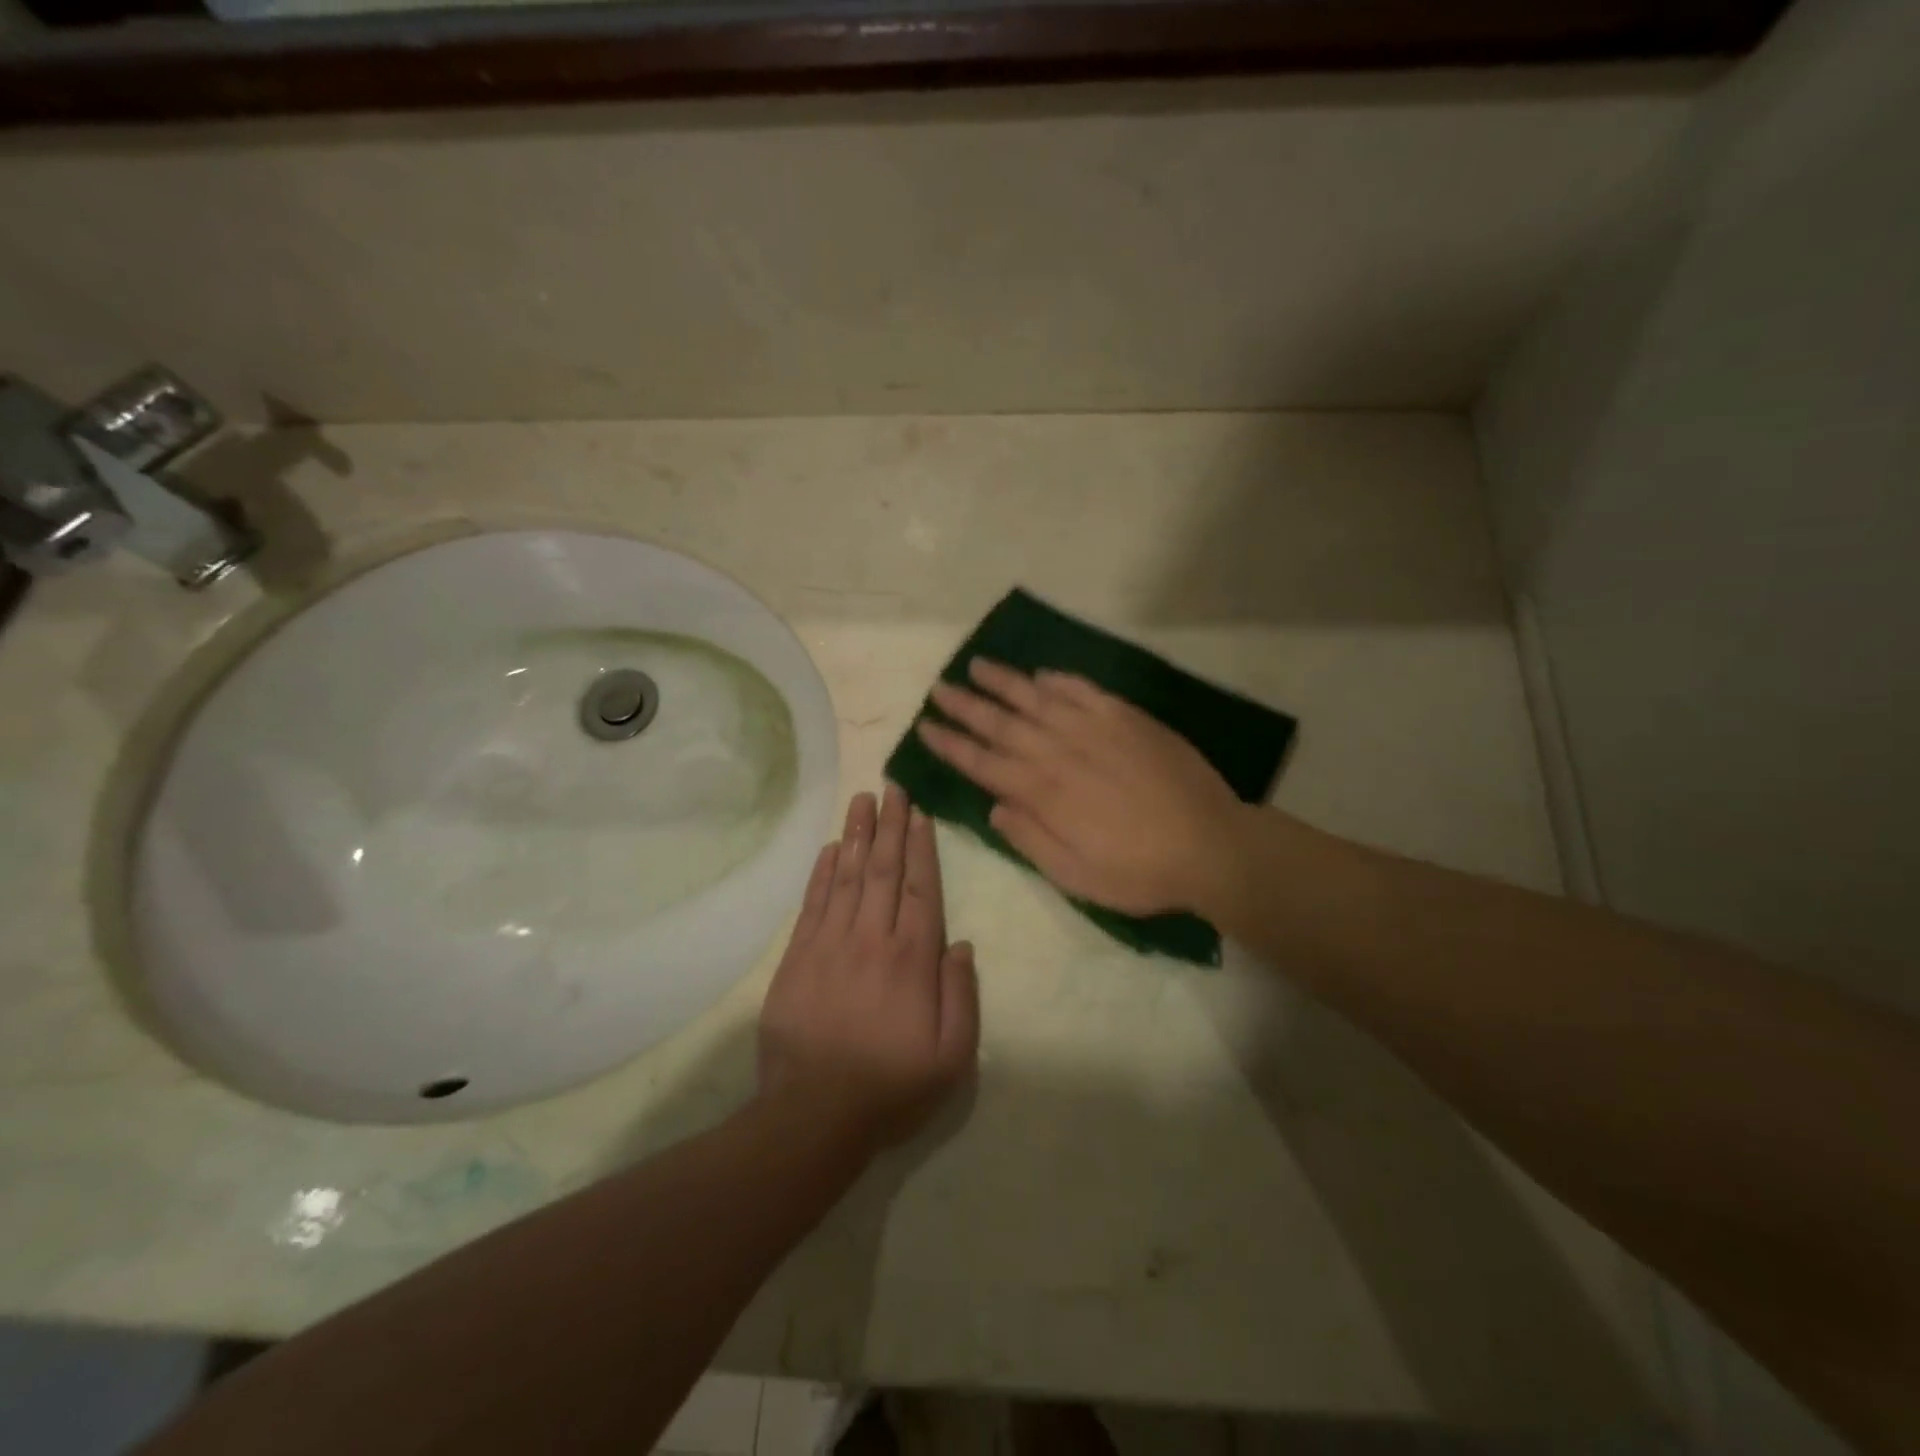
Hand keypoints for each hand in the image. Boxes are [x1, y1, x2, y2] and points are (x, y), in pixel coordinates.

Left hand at [757, 785, 979, 1157]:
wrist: (812, 1115)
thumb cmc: (890, 1087)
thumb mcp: (951, 1057)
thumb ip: (962, 995)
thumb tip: (961, 944)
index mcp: (912, 959)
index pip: (921, 888)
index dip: (921, 847)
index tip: (919, 813)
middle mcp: (872, 939)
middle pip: (884, 870)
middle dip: (890, 826)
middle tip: (892, 787)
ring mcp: (830, 944)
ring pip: (847, 876)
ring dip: (857, 835)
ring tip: (863, 800)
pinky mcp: (798, 957)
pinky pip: (813, 903)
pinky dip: (822, 871)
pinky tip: (830, 847)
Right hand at [916, 659, 1249, 916]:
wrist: (1210, 845)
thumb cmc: (1139, 871)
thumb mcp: (1074, 876)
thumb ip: (1029, 839)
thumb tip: (994, 807)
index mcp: (1044, 793)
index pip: (983, 762)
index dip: (951, 745)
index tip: (925, 727)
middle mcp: (1060, 752)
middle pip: (1002, 723)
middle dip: (966, 705)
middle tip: (939, 688)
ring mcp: (1095, 729)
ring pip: (1038, 698)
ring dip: (1004, 682)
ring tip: (976, 665)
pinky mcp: (1127, 718)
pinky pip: (1084, 690)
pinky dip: (1060, 680)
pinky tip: (1042, 674)